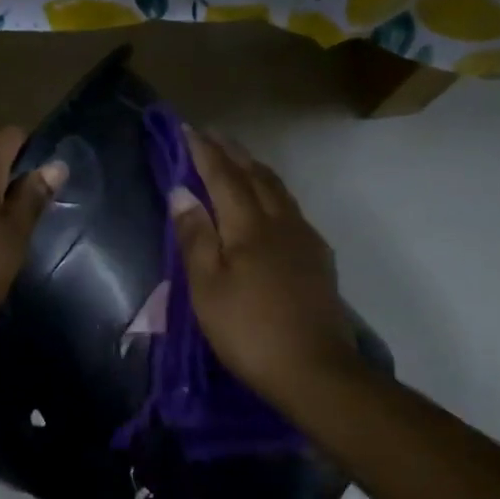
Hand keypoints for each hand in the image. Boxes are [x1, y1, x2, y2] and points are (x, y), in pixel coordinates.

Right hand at [170, 128, 356, 398]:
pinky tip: (269, 204)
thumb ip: (195, 237)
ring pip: (278, 190)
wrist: (313, 369)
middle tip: (212, 135)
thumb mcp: (208, 287)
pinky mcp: (318, 259)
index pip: (224, 177)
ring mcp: (305, 240)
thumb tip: (181, 192)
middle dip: (232, 153)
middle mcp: (281, 222)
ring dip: (255, 169)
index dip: (204, 152)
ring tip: (238, 160)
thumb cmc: (248, 330)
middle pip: (256, 176)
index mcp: (250, 227)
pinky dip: (272, 193)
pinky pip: (291, 210)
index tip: (188, 129)